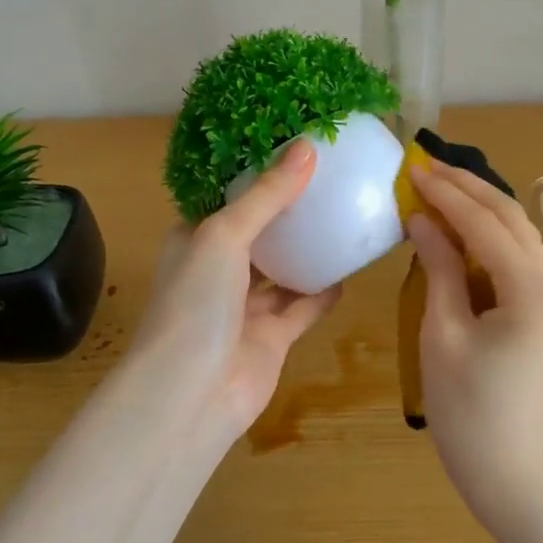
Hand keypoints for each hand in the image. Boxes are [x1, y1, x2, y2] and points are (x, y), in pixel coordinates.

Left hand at [127, 140, 342, 440]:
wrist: (192, 395)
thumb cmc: (196, 303)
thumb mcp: (225, 235)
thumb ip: (267, 196)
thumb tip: (308, 147)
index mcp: (195, 240)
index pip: (226, 199)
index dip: (255, 176)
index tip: (292, 149)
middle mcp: (218, 270)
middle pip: (258, 233)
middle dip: (287, 212)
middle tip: (331, 179)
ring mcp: (245, 307)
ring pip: (283, 271)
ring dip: (308, 251)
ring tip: (345, 217)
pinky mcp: (272, 338)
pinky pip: (303, 307)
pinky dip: (323, 291)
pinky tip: (351, 269)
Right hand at [407, 161, 542, 520]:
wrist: (509, 470)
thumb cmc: (467, 408)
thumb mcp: (443, 331)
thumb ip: (438, 266)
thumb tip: (422, 218)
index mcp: (532, 290)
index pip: (486, 224)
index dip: (446, 194)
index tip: (411, 170)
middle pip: (510, 218)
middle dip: (467, 187)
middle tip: (424, 166)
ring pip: (516, 233)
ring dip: (478, 206)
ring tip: (437, 186)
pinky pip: (515, 256)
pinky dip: (486, 234)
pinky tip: (457, 225)